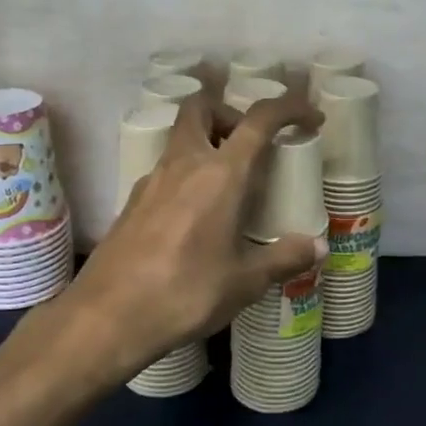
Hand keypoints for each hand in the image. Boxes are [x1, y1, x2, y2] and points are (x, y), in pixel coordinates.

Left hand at [40, 90, 327, 386]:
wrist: (107, 317)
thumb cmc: (185, 293)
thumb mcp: (244, 282)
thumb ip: (283, 259)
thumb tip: (318, 247)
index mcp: (220, 174)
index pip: (258, 119)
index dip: (289, 108)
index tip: (310, 118)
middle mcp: (184, 163)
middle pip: (202, 108)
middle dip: (231, 113)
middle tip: (251, 145)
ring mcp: (152, 180)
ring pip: (181, 137)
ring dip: (208, 143)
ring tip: (230, 184)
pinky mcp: (133, 201)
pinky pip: (167, 169)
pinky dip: (188, 173)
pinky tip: (197, 215)